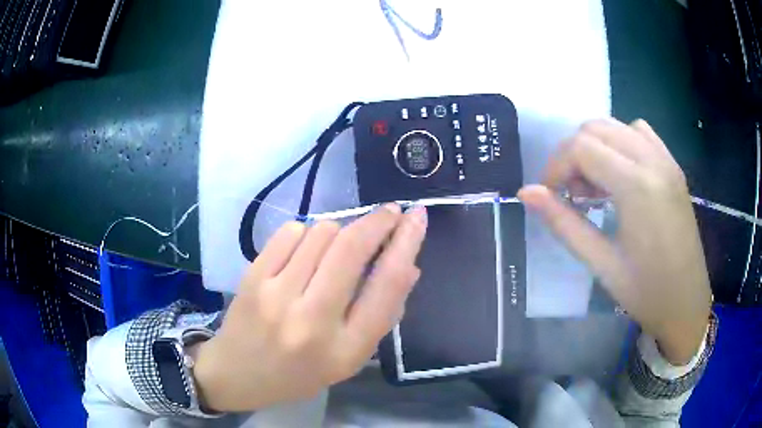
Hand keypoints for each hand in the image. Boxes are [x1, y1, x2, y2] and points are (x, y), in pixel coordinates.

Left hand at [192, 204, 426, 411]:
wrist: (237, 374)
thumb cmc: (300, 373)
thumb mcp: (349, 358)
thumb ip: (381, 314)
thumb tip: (407, 264)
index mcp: (344, 350)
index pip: (385, 287)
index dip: (406, 245)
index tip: (417, 218)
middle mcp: (311, 321)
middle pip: (352, 249)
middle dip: (378, 221)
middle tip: (389, 213)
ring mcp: (276, 296)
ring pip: (322, 232)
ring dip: (339, 231)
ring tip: (334, 250)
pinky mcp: (252, 277)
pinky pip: (291, 232)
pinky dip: (306, 234)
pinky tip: (303, 253)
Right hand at [518, 119, 711, 364]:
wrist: (687, 303)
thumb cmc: (645, 293)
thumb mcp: (601, 264)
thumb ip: (563, 223)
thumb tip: (526, 193)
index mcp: (637, 186)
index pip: (582, 147)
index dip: (556, 166)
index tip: (550, 195)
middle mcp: (653, 161)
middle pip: (596, 128)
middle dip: (573, 155)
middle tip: (571, 194)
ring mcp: (666, 160)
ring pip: (617, 126)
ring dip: (596, 147)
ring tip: (595, 187)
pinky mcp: (673, 167)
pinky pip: (640, 133)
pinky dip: (620, 143)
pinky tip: (621, 175)